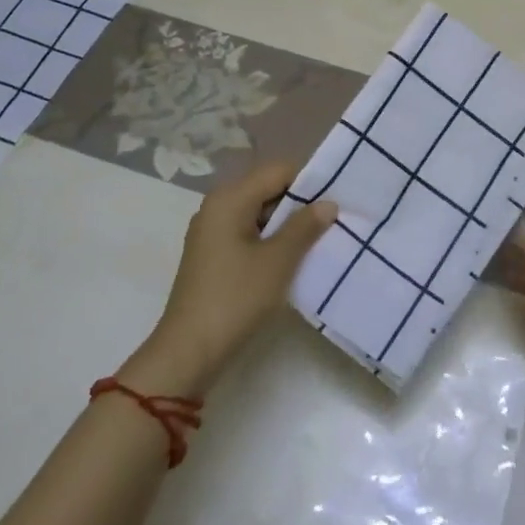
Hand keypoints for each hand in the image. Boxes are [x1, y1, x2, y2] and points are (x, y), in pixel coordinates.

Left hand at [122, 160, 335, 397]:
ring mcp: (212, 232)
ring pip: (259, 213)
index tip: (336, 202)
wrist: (188, 352)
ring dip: (287, 226)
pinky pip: (248, 234)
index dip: (309, 182)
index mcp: (230, 198)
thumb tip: (328, 203)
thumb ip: (304, 227)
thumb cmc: (235, 299)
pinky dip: (271, 241)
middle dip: (300, 204)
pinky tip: (291, 260)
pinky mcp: (213, 255)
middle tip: (332, 223)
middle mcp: (217, 207)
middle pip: (267, 189)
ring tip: (318, 242)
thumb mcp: (277, 261)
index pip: (278, 171)